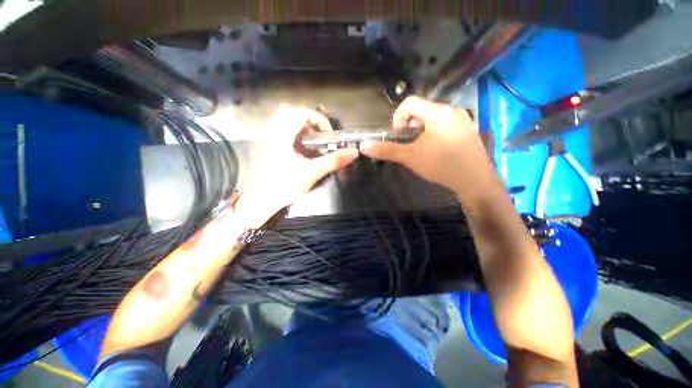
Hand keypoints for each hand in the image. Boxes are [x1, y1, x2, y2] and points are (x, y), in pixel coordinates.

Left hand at [235, 105, 358, 226]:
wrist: (262, 200)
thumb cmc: (285, 186)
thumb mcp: (312, 173)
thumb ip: (333, 161)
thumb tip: (353, 152)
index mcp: (282, 135)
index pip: (302, 112)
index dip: (320, 119)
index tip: (329, 134)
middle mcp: (273, 131)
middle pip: (291, 110)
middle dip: (309, 119)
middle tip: (319, 134)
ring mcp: (268, 138)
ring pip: (283, 117)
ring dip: (300, 123)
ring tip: (311, 138)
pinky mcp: (268, 145)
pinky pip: (279, 127)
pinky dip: (292, 130)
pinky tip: (300, 145)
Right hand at [359, 96, 484, 191]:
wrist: (475, 181)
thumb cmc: (441, 165)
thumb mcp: (410, 157)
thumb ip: (387, 150)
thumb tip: (364, 146)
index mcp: (438, 112)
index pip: (409, 103)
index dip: (398, 118)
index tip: (399, 136)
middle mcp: (452, 110)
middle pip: (421, 110)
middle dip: (410, 126)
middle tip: (410, 144)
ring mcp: (462, 120)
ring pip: (433, 118)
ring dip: (421, 130)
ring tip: (422, 148)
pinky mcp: (467, 130)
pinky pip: (444, 125)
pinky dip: (434, 133)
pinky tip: (436, 150)